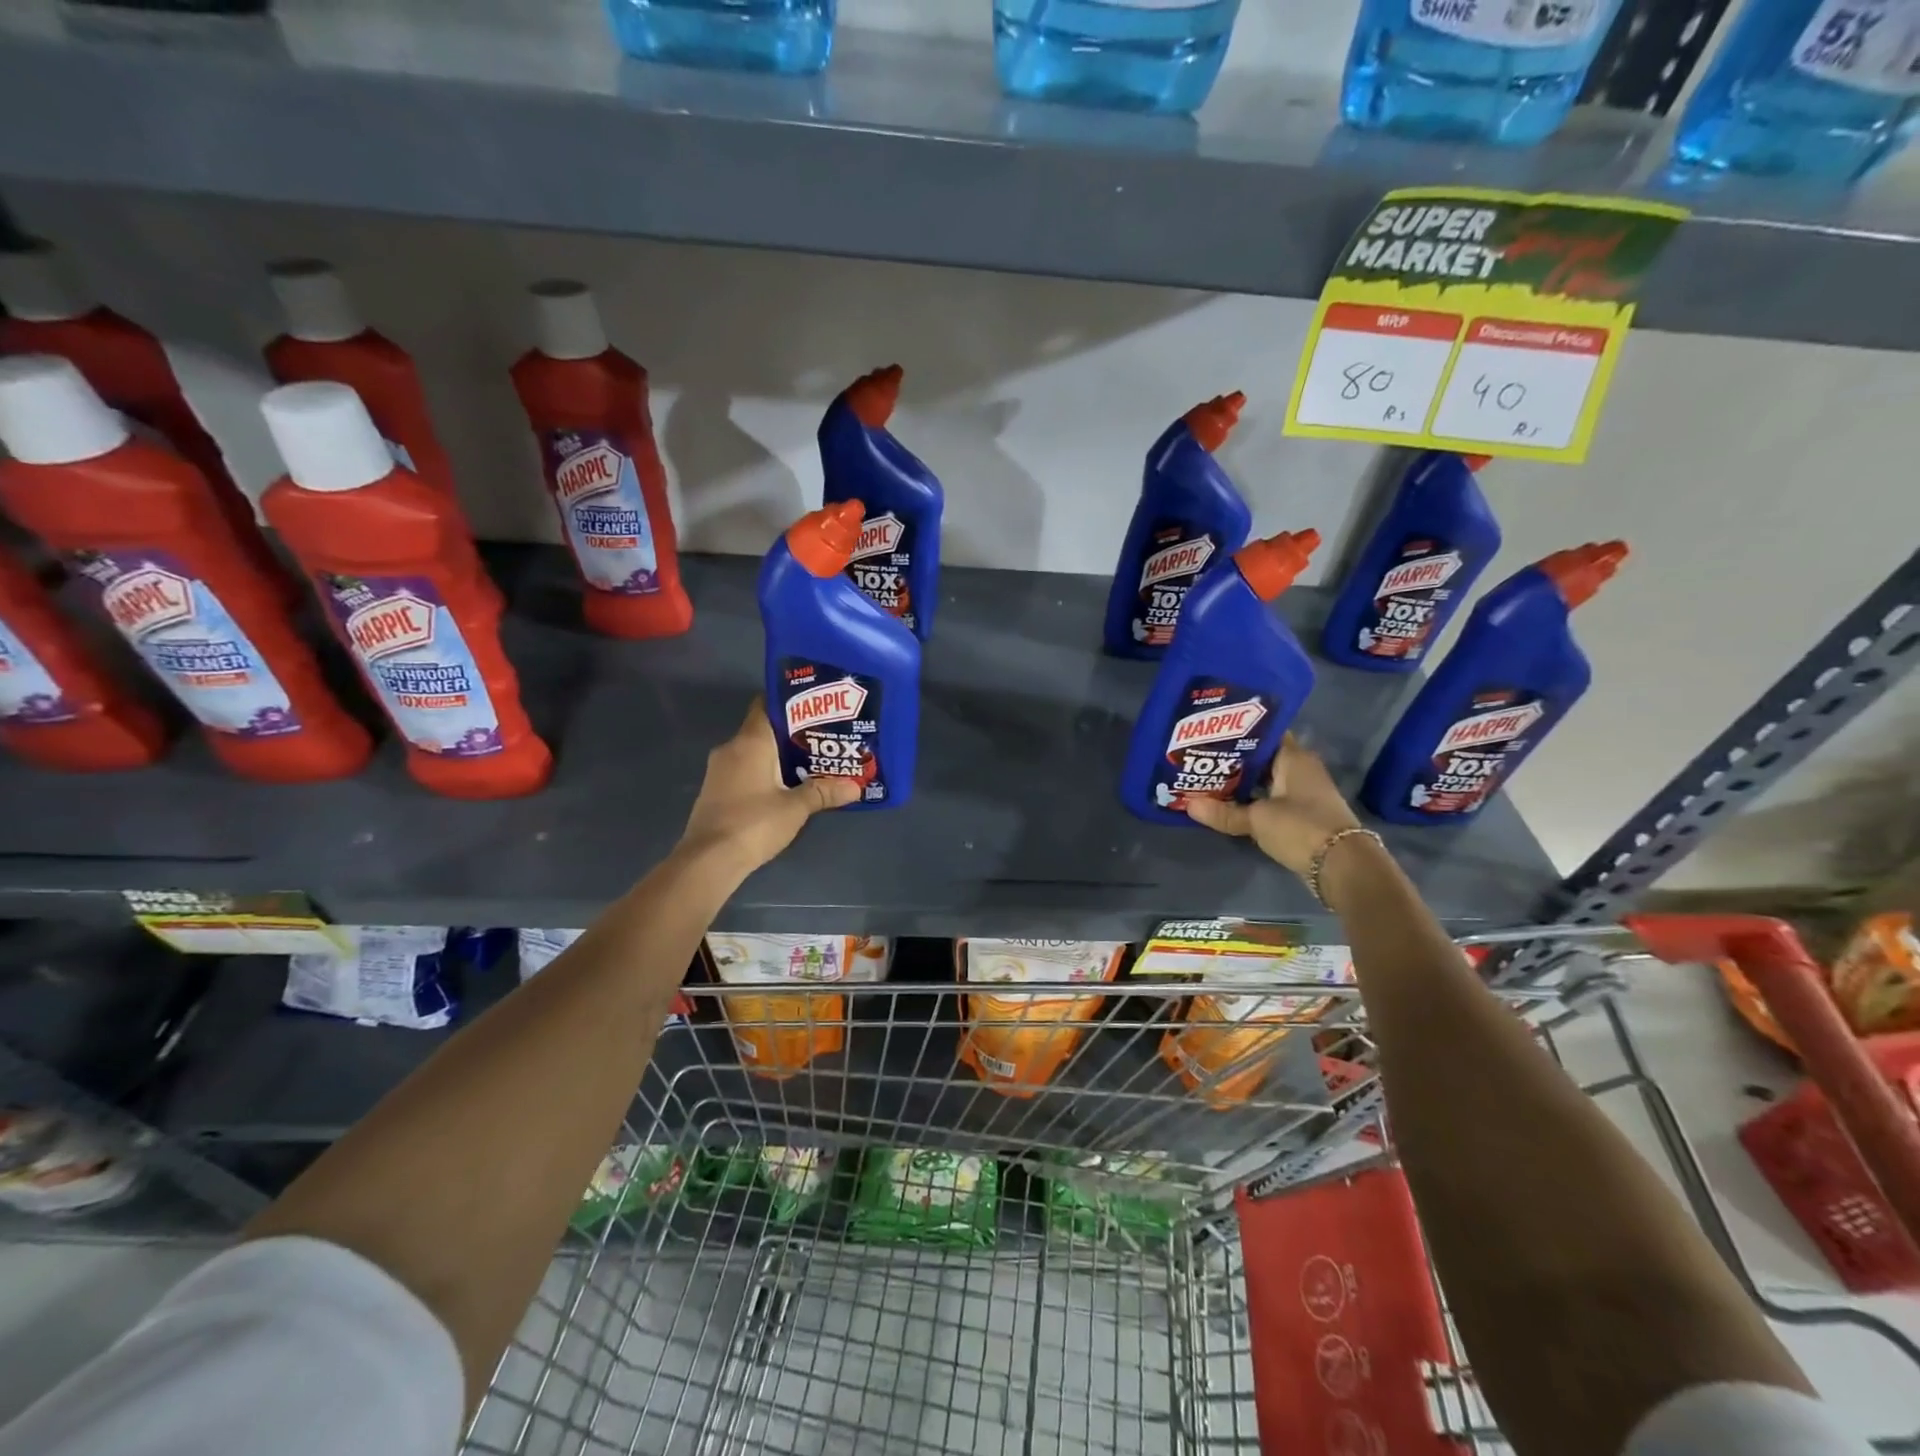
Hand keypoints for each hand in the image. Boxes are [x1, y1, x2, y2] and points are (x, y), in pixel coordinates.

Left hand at [678, 700, 859, 872]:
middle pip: (764, 731)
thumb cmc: (753, 824)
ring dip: (778, 757)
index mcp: (750, 742)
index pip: (766, 706)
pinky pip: (745, 771)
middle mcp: (731, 749)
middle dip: (792, 735)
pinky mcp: (716, 791)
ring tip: (810, 764)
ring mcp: (719, 771)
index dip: (790, 704)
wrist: (708, 861)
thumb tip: (855, 786)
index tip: (816, 709)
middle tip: (823, 740)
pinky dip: (764, 774)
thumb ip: (824, 792)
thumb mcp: (795, 808)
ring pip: (754, 753)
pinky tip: (786, 787)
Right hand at [1184, 735, 1363, 879]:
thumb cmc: (1300, 827)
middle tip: (1202, 759)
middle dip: (1235, 760)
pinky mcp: (1304, 814)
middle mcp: (1302, 769)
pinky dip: (1254, 801)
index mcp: (1294, 758)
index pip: (1264, 734)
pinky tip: (1230, 805)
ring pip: (1267, 781)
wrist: (1342, 866)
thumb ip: (1224, 812)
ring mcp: (1305, 793)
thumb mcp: (1257, 819)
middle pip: (1263, 758)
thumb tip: (1188, 805)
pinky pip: (1273, 799)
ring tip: (1209, 781)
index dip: (1238, 733)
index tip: (1211, 735)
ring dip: (1244, 783)